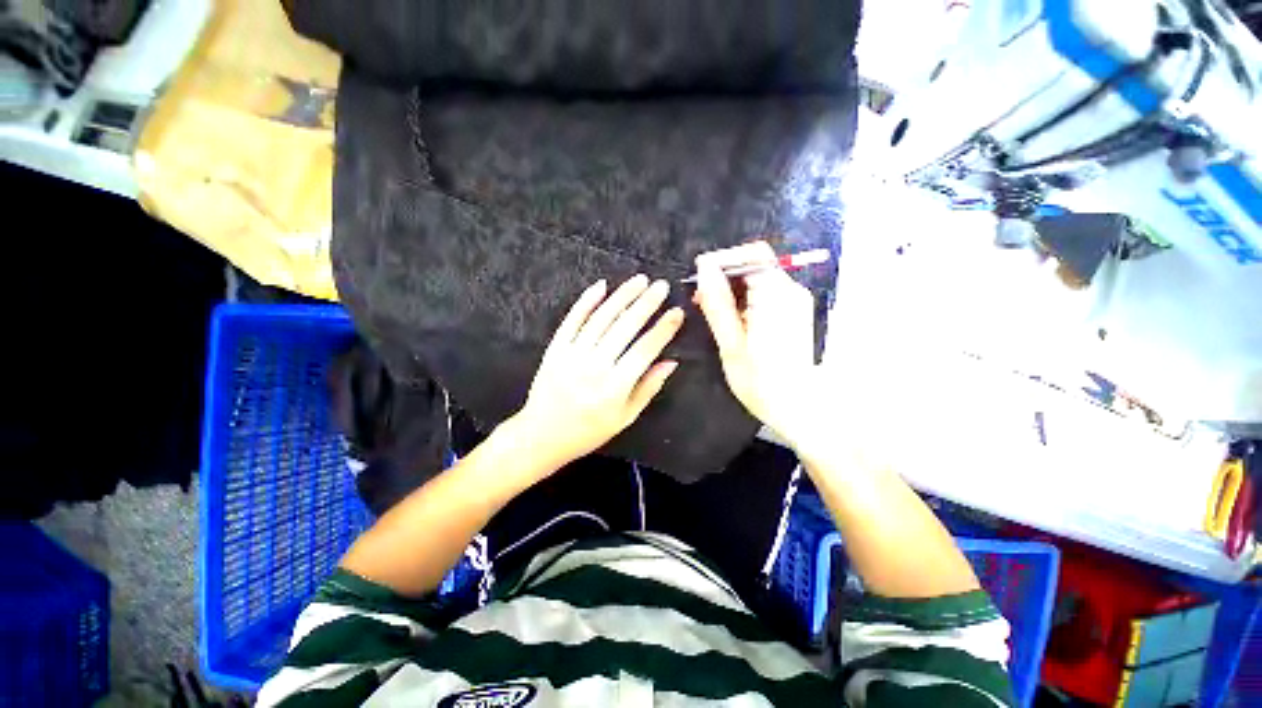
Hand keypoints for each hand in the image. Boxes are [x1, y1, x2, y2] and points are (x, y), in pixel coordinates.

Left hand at [512, 274, 684, 469]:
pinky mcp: (555, 348)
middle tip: (661, 285)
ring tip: (639, 280)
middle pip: (625, 327)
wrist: (542, 435)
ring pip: (601, 318)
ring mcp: (572, 354)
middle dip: (646, 303)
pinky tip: (601, 285)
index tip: (676, 312)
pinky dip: (586, 301)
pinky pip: (572, 320)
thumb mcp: (625, 418)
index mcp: (615, 386)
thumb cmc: (588, 431)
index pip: (645, 349)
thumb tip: (671, 362)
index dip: (663, 329)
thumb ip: (648, 388)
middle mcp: (595, 365)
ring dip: (622, 296)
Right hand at [694, 242, 819, 444]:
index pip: (752, 254)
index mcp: (777, 296)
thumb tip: (704, 267)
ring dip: (732, 288)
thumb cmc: (762, 382)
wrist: (800, 408)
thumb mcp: (731, 343)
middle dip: (724, 275)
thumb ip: (717, 303)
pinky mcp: (793, 311)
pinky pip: (765, 292)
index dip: (723, 260)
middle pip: (755, 263)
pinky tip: (731, 319)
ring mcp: (795, 301)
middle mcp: (791, 291)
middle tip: (701, 299)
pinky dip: (744, 299)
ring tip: (712, 311)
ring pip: (758, 278)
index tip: (699, 277)